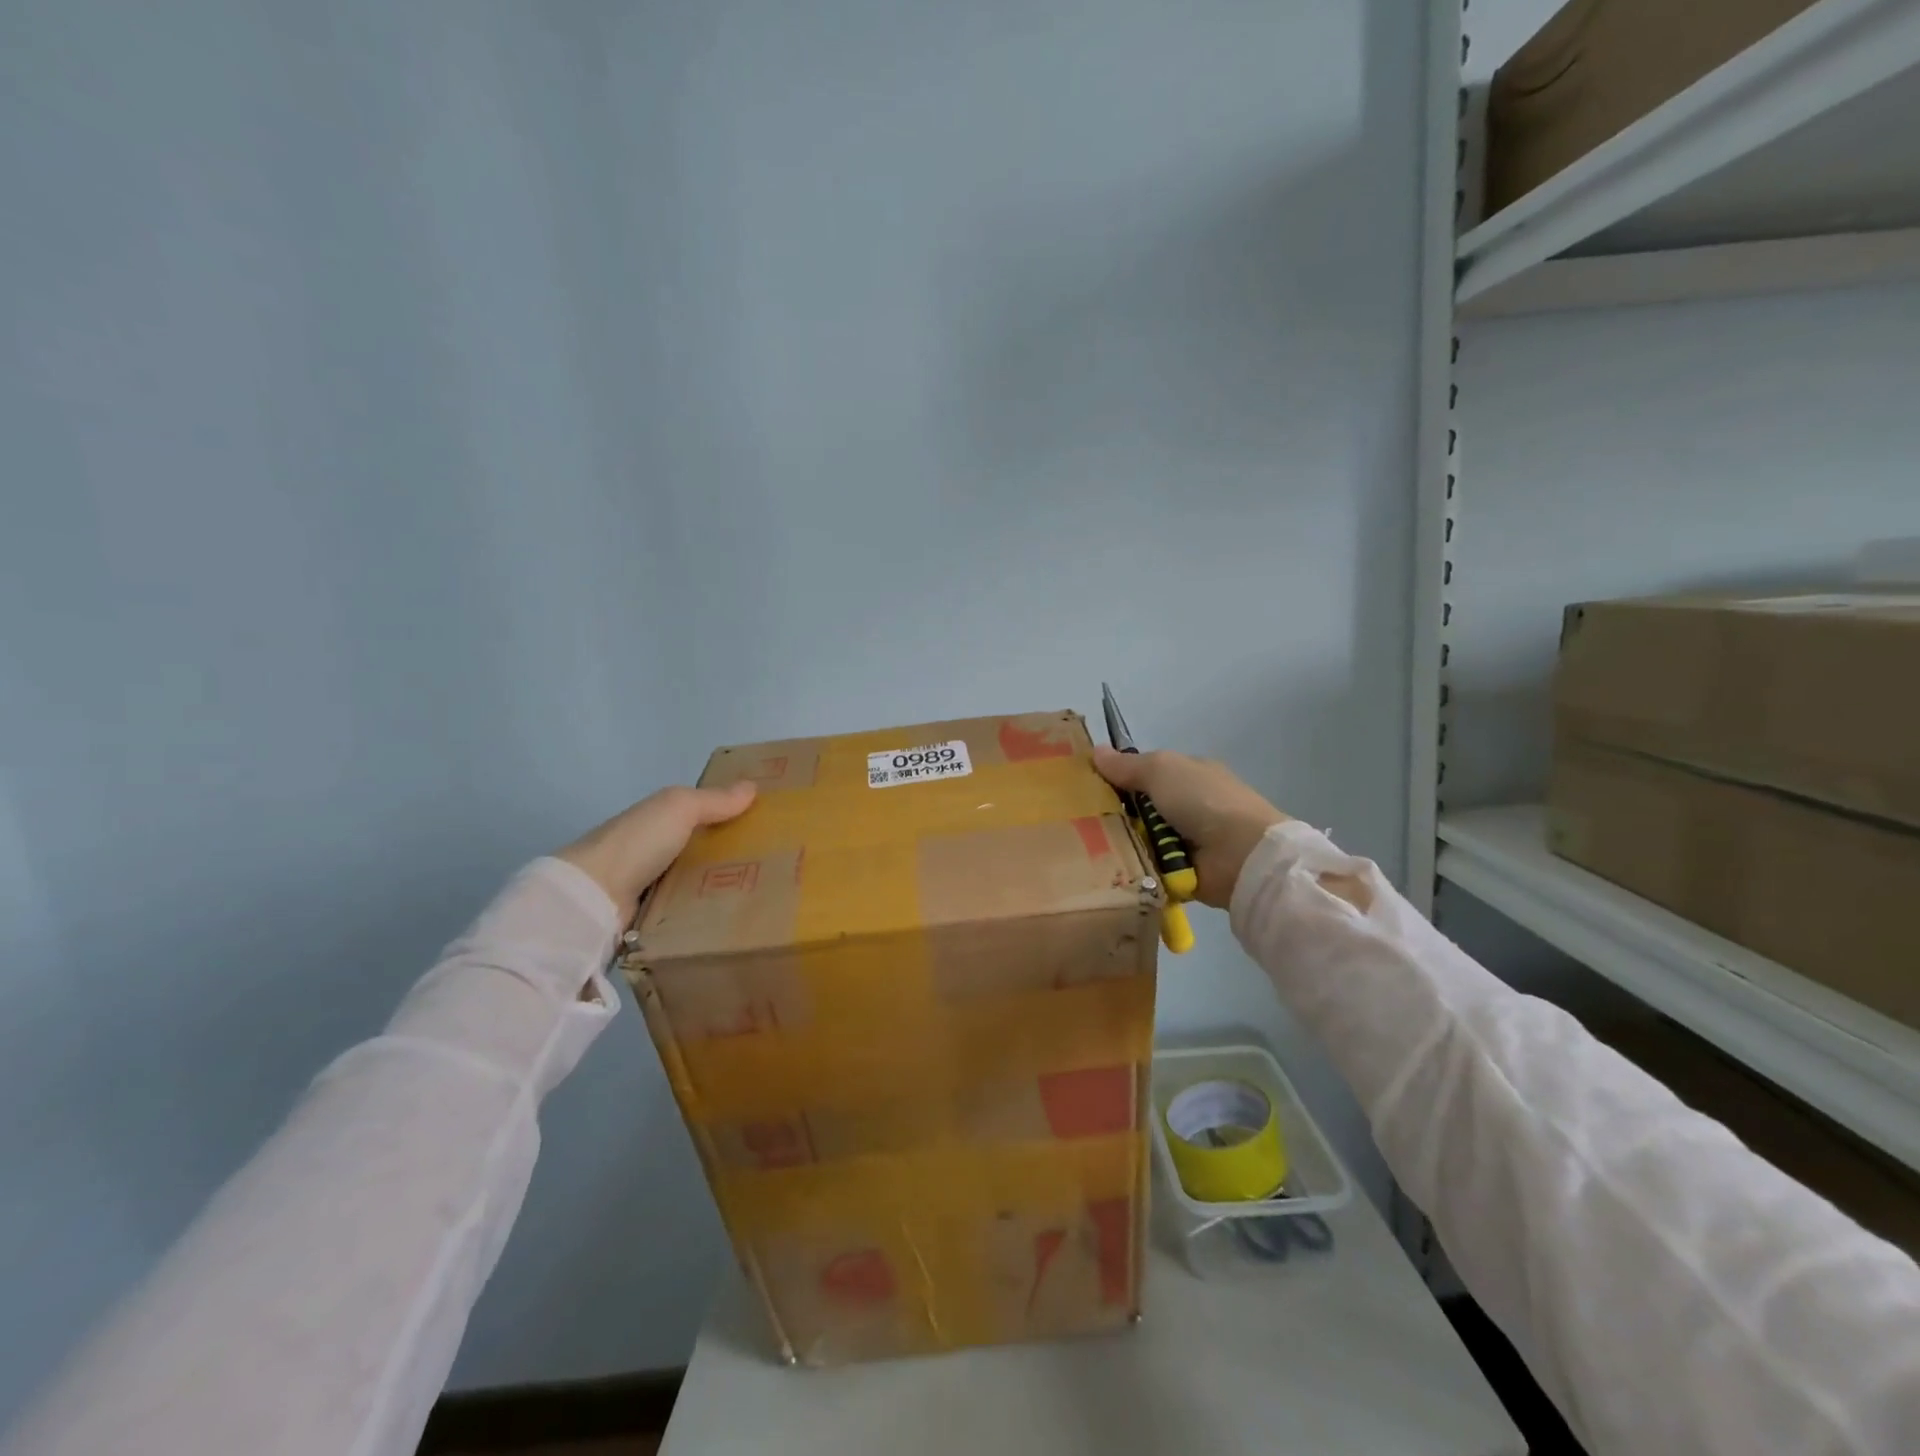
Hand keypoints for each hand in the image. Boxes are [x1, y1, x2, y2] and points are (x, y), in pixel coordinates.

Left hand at [556, 782, 756, 917]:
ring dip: (724, 886)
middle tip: (778, 864)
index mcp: (660, 819)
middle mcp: (656, 849)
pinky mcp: (653, 916)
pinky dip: (707, 911)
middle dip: (734, 854)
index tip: (768, 824)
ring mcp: (653, 885)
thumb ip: (714, 799)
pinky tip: (736, 914)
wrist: (593, 896)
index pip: (702, 814)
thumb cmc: (639, 842)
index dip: (732, 814)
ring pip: (699, 882)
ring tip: (767, 892)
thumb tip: (752, 786)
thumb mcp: (679, 808)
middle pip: (703, 849)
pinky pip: (688, 910)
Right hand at [1092, 747, 1286, 908]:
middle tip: (1082, 821)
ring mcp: (1186, 840)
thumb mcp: (1162, 769)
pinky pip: (1146, 866)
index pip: (1146, 773)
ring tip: (1088, 847)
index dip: (1119, 778)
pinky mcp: (1181, 872)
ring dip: (1120, 843)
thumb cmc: (1202, 800)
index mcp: (1188, 775)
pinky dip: (1132, 867)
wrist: (1240, 855)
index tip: (1088, 787)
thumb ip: (1127, 765)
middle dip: (1114, 814)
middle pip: (1138, 808)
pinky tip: (1107, 868)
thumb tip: (1095, 751)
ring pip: (1139, 839)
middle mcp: (1188, 806)